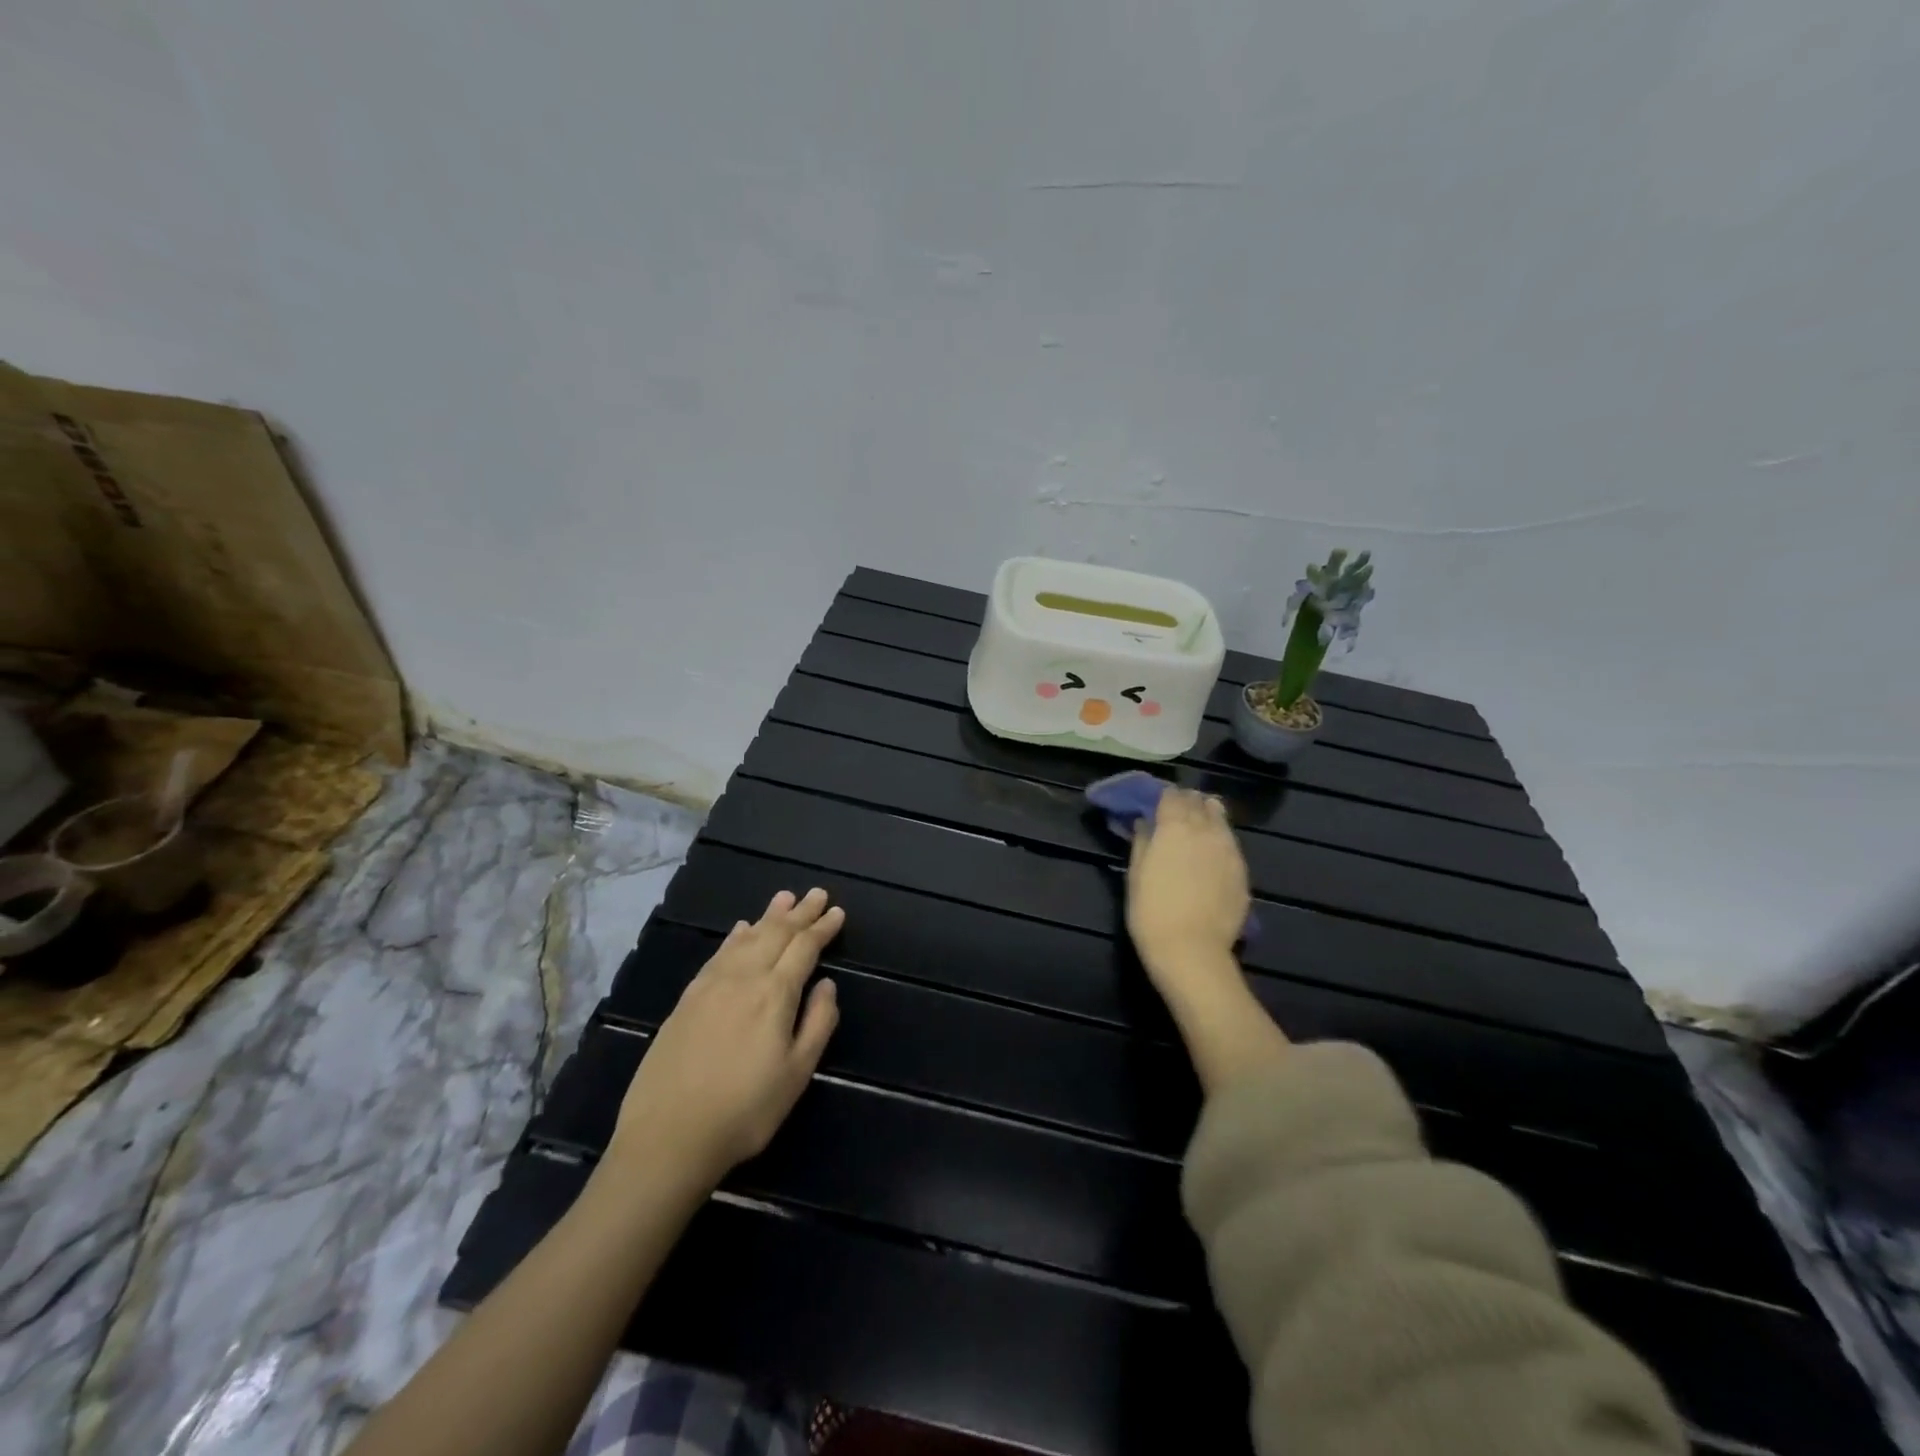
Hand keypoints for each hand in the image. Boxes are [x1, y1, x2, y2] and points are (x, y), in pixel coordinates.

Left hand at [611, 888, 843, 1186]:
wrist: (668, 1136)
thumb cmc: (745, 1110)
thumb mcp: (797, 1073)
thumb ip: (818, 1023)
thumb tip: (828, 984)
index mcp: (775, 994)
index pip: (804, 948)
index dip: (822, 928)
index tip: (837, 912)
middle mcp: (744, 977)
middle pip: (776, 934)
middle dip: (800, 912)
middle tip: (817, 893)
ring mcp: (711, 985)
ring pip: (746, 938)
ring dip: (769, 916)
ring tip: (784, 898)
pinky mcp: (687, 998)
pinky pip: (719, 953)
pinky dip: (736, 936)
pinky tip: (740, 929)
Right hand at [1126, 788, 1249, 996]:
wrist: (1192, 951)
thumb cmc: (1151, 912)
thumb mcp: (1135, 875)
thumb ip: (1142, 842)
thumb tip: (1143, 823)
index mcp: (1174, 827)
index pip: (1172, 795)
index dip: (1164, 797)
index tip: (1157, 804)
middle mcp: (1205, 830)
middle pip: (1199, 802)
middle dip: (1187, 802)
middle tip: (1177, 812)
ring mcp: (1228, 849)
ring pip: (1220, 819)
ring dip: (1208, 816)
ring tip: (1199, 827)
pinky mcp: (1242, 870)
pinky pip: (1231, 844)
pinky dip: (1220, 840)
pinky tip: (1212, 855)